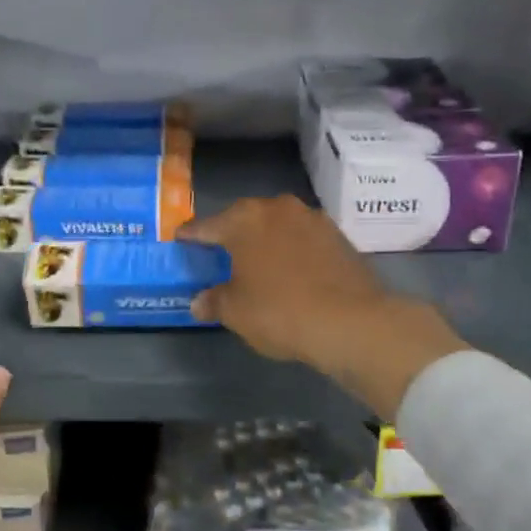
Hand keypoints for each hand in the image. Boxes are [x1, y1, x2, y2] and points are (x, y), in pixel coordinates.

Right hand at [180, 196, 465, 419]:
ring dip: (266, 240)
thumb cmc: (279, 311)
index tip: (180, 238)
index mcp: (243, 220)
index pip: (206, 226)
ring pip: (277, 226)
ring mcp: (311, 218)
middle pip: (244, 219)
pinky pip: (303, 239)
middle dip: (231, 233)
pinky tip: (290, 270)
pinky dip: (292, 250)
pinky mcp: (338, 236)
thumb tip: (200, 302)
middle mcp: (276, 208)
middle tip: (219, 252)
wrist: (351, 321)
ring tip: (257, 261)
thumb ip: (214, 301)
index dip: (190, 235)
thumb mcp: (236, 312)